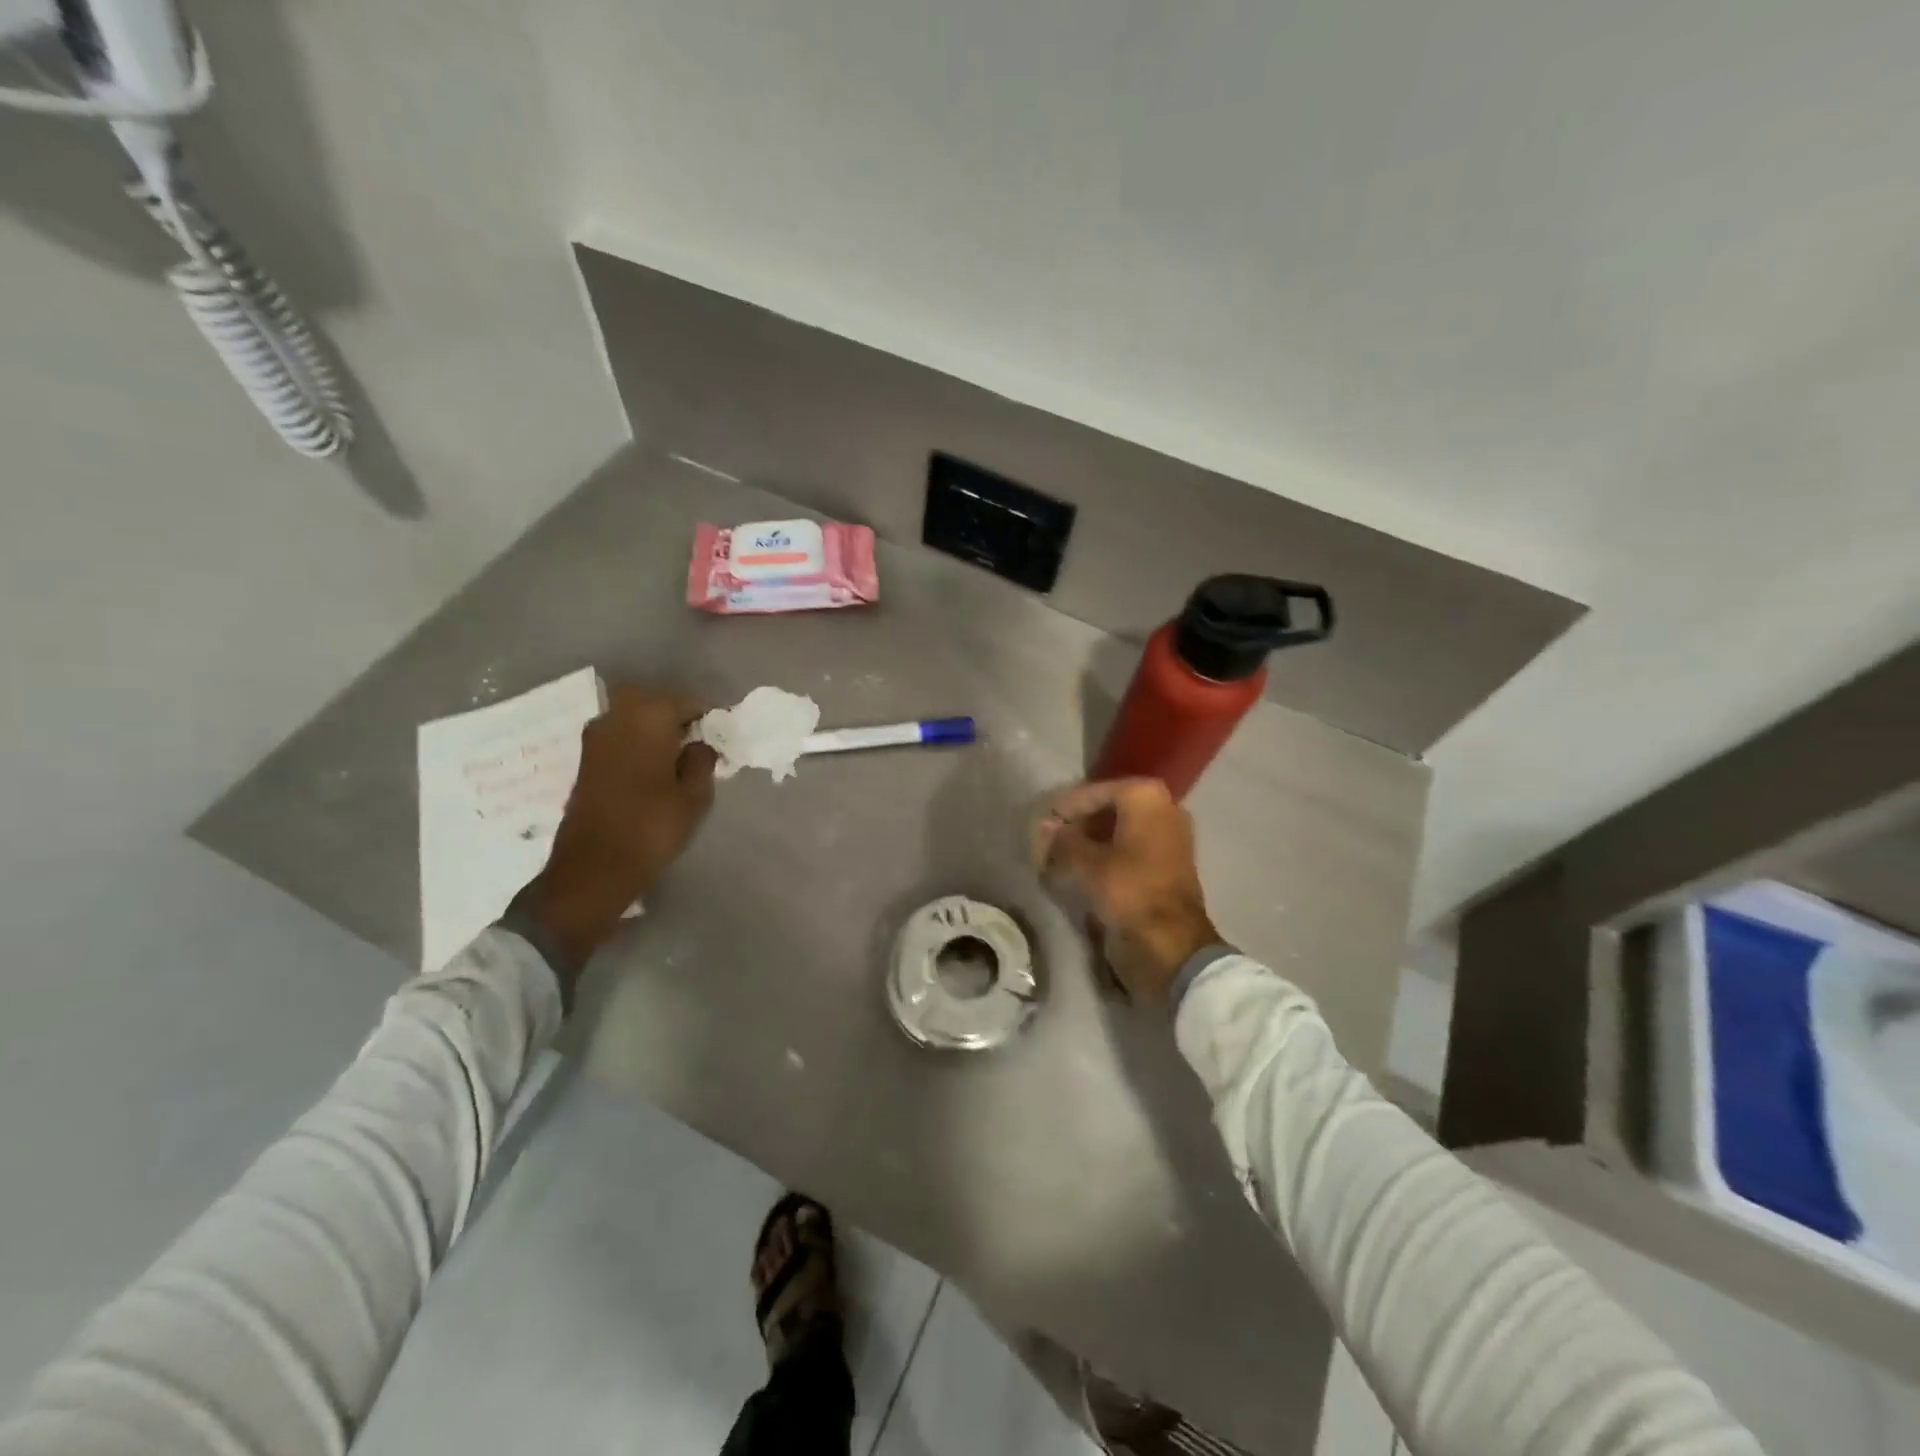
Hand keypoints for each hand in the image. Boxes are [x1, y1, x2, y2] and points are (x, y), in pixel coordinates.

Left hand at [511, 684, 717, 974]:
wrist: (594, 867)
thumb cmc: (652, 827)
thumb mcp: (695, 796)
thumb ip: (702, 761)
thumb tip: (699, 744)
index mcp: (648, 717)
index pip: (686, 700)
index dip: (707, 715)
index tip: (721, 733)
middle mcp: (617, 717)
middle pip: (654, 701)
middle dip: (677, 714)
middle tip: (699, 739)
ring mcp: (596, 737)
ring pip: (633, 716)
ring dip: (655, 727)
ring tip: (678, 755)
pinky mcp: (586, 759)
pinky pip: (620, 735)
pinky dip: (638, 742)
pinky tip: (654, 767)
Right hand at [1034, 778, 1220, 1005]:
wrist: (1172, 945)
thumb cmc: (1129, 891)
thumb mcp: (1087, 863)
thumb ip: (1063, 841)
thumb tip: (1044, 828)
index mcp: (1145, 796)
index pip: (1093, 792)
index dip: (1065, 809)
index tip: (1041, 827)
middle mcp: (1162, 807)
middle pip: (1107, 808)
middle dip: (1076, 825)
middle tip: (1047, 843)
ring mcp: (1168, 835)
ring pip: (1118, 829)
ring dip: (1088, 842)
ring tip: (1058, 858)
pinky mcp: (1167, 863)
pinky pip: (1129, 848)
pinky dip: (1105, 855)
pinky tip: (1081, 870)